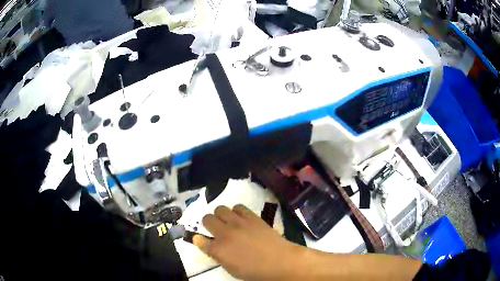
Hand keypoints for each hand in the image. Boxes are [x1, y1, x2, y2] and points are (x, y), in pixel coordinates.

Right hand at [193, 205, 300, 280]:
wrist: (280, 261)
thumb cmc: (255, 271)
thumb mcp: (231, 269)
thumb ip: (216, 255)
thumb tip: (201, 241)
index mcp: (219, 250)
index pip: (201, 240)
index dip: (200, 240)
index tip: (203, 240)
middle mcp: (225, 233)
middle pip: (207, 219)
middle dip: (209, 224)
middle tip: (217, 230)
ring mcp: (239, 223)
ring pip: (220, 208)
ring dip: (221, 215)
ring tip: (229, 223)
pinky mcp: (252, 217)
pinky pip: (238, 207)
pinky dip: (236, 212)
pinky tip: (241, 219)